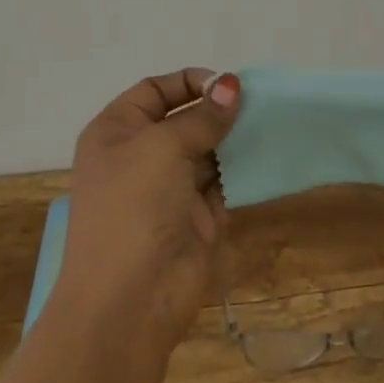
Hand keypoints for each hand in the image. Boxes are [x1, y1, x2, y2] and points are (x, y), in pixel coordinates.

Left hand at [60, 68, 240, 347]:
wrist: (129, 300)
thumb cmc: (133, 206)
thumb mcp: (162, 147)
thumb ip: (201, 117)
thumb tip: (231, 85)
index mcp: (116, 132)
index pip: (154, 91)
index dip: (188, 82)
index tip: (227, 84)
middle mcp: (140, 156)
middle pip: (183, 119)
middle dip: (216, 110)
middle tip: (257, 103)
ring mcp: (168, 189)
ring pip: (206, 150)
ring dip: (233, 138)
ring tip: (267, 123)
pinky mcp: (195, 218)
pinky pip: (221, 183)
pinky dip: (241, 169)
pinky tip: (266, 154)